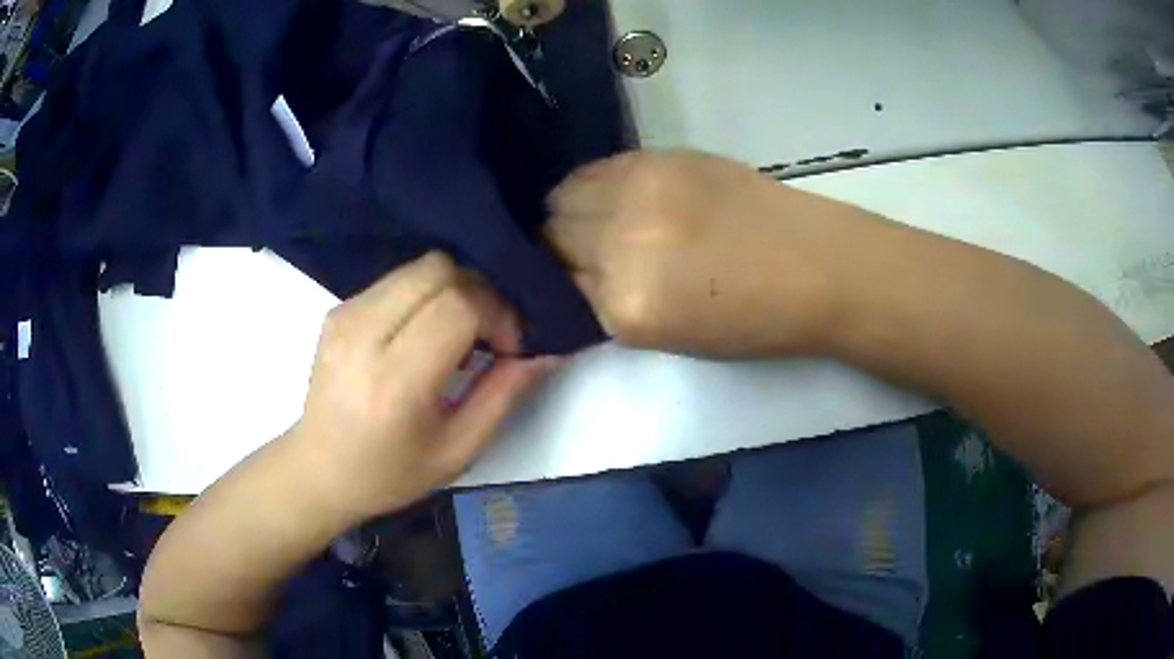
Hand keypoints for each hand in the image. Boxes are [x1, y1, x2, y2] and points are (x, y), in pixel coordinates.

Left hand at [287, 253, 557, 520]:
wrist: (319, 469)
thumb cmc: (389, 473)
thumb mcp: (457, 451)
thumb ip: (503, 396)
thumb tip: (543, 352)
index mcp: (394, 382)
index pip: (458, 306)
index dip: (498, 314)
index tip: (506, 348)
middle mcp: (364, 335)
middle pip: (440, 270)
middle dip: (480, 293)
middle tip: (487, 334)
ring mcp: (345, 315)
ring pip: (420, 266)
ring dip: (454, 290)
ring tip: (458, 334)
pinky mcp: (338, 308)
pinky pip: (398, 279)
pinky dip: (426, 294)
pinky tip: (424, 333)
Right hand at [546, 149, 850, 357]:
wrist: (816, 267)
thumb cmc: (754, 319)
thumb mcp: (670, 337)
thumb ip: (613, 305)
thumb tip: (579, 275)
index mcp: (626, 307)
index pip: (557, 285)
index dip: (562, 283)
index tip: (575, 280)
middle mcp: (619, 244)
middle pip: (551, 235)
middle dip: (562, 246)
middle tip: (589, 250)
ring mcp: (638, 193)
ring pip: (563, 196)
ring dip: (574, 211)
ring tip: (605, 218)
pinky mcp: (657, 159)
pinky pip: (595, 169)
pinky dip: (595, 184)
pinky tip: (622, 195)